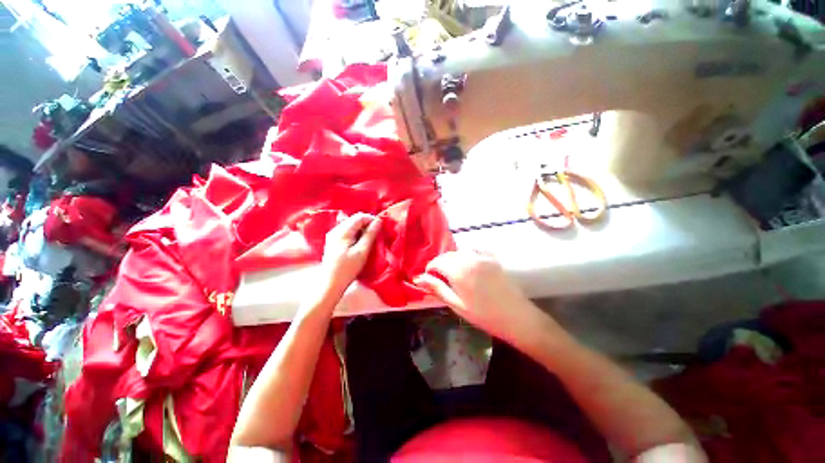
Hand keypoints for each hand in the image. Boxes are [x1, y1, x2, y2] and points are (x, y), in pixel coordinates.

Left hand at [321, 213, 381, 295]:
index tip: (380, 227)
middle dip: (366, 224)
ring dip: (361, 229)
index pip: (359, 217)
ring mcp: (332, 236)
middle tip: (376, 234)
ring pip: (350, 226)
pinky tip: (359, 243)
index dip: (371, 219)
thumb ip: (370, 234)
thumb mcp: (362, 251)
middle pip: (353, 220)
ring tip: (369, 239)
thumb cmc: (348, 268)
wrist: (330, 284)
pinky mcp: (332, 243)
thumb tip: (378, 221)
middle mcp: (335, 230)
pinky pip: (346, 232)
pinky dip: (355, 234)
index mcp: (342, 231)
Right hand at [414, 251, 554, 347]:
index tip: (430, 280)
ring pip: (460, 252)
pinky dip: (467, 256)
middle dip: (441, 264)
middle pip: (447, 255)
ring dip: (453, 260)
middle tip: (441, 279)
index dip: (430, 269)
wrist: (517, 317)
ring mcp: (482, 256)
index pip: (437, 262)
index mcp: (458, 270)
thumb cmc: (483, 315)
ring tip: (455, 275)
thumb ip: (437, 288)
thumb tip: (418, 278)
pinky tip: (469, 266)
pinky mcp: (492, 258)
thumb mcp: (456, 304)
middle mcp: (469, 258)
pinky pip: (474, 251)